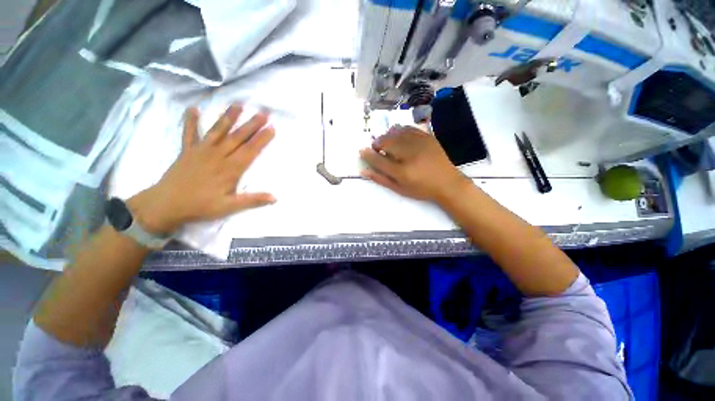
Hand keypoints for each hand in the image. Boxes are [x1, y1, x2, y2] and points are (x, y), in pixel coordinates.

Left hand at [127, 104, 275, 233]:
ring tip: (238, 105)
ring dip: (228, 117)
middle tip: (263, 113)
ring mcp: (201, 151)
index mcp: (230, 169)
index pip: (250, 150)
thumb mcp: (229, 207)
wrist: (166, 205)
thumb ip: (253, 200)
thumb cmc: (201, 206)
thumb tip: (275, 198)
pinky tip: (192, 109)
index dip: (262, 139)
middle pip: (238, 137)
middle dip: (252, 125)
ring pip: (218, 131)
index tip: (272, 128)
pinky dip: (190, 121)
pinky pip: (189, 133)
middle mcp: (218, 155)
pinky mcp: (187, 151)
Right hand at [359, 125, 471, 203]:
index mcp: (402, 172)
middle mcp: (409, 155)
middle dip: (377, 143)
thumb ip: (380, 179)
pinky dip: (399, 131)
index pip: (378, 160)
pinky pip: (408, 128)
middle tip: (377, 149)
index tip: (362, 151)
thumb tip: (363, 171)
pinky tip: (399, 137)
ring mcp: (420, 144)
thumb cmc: (421, 189)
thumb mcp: (399, 189)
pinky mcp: (427, 137)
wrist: (447, 183)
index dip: (367, 154)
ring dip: (387, 136)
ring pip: (396, 132)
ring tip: (387, 143)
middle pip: (386, 142)